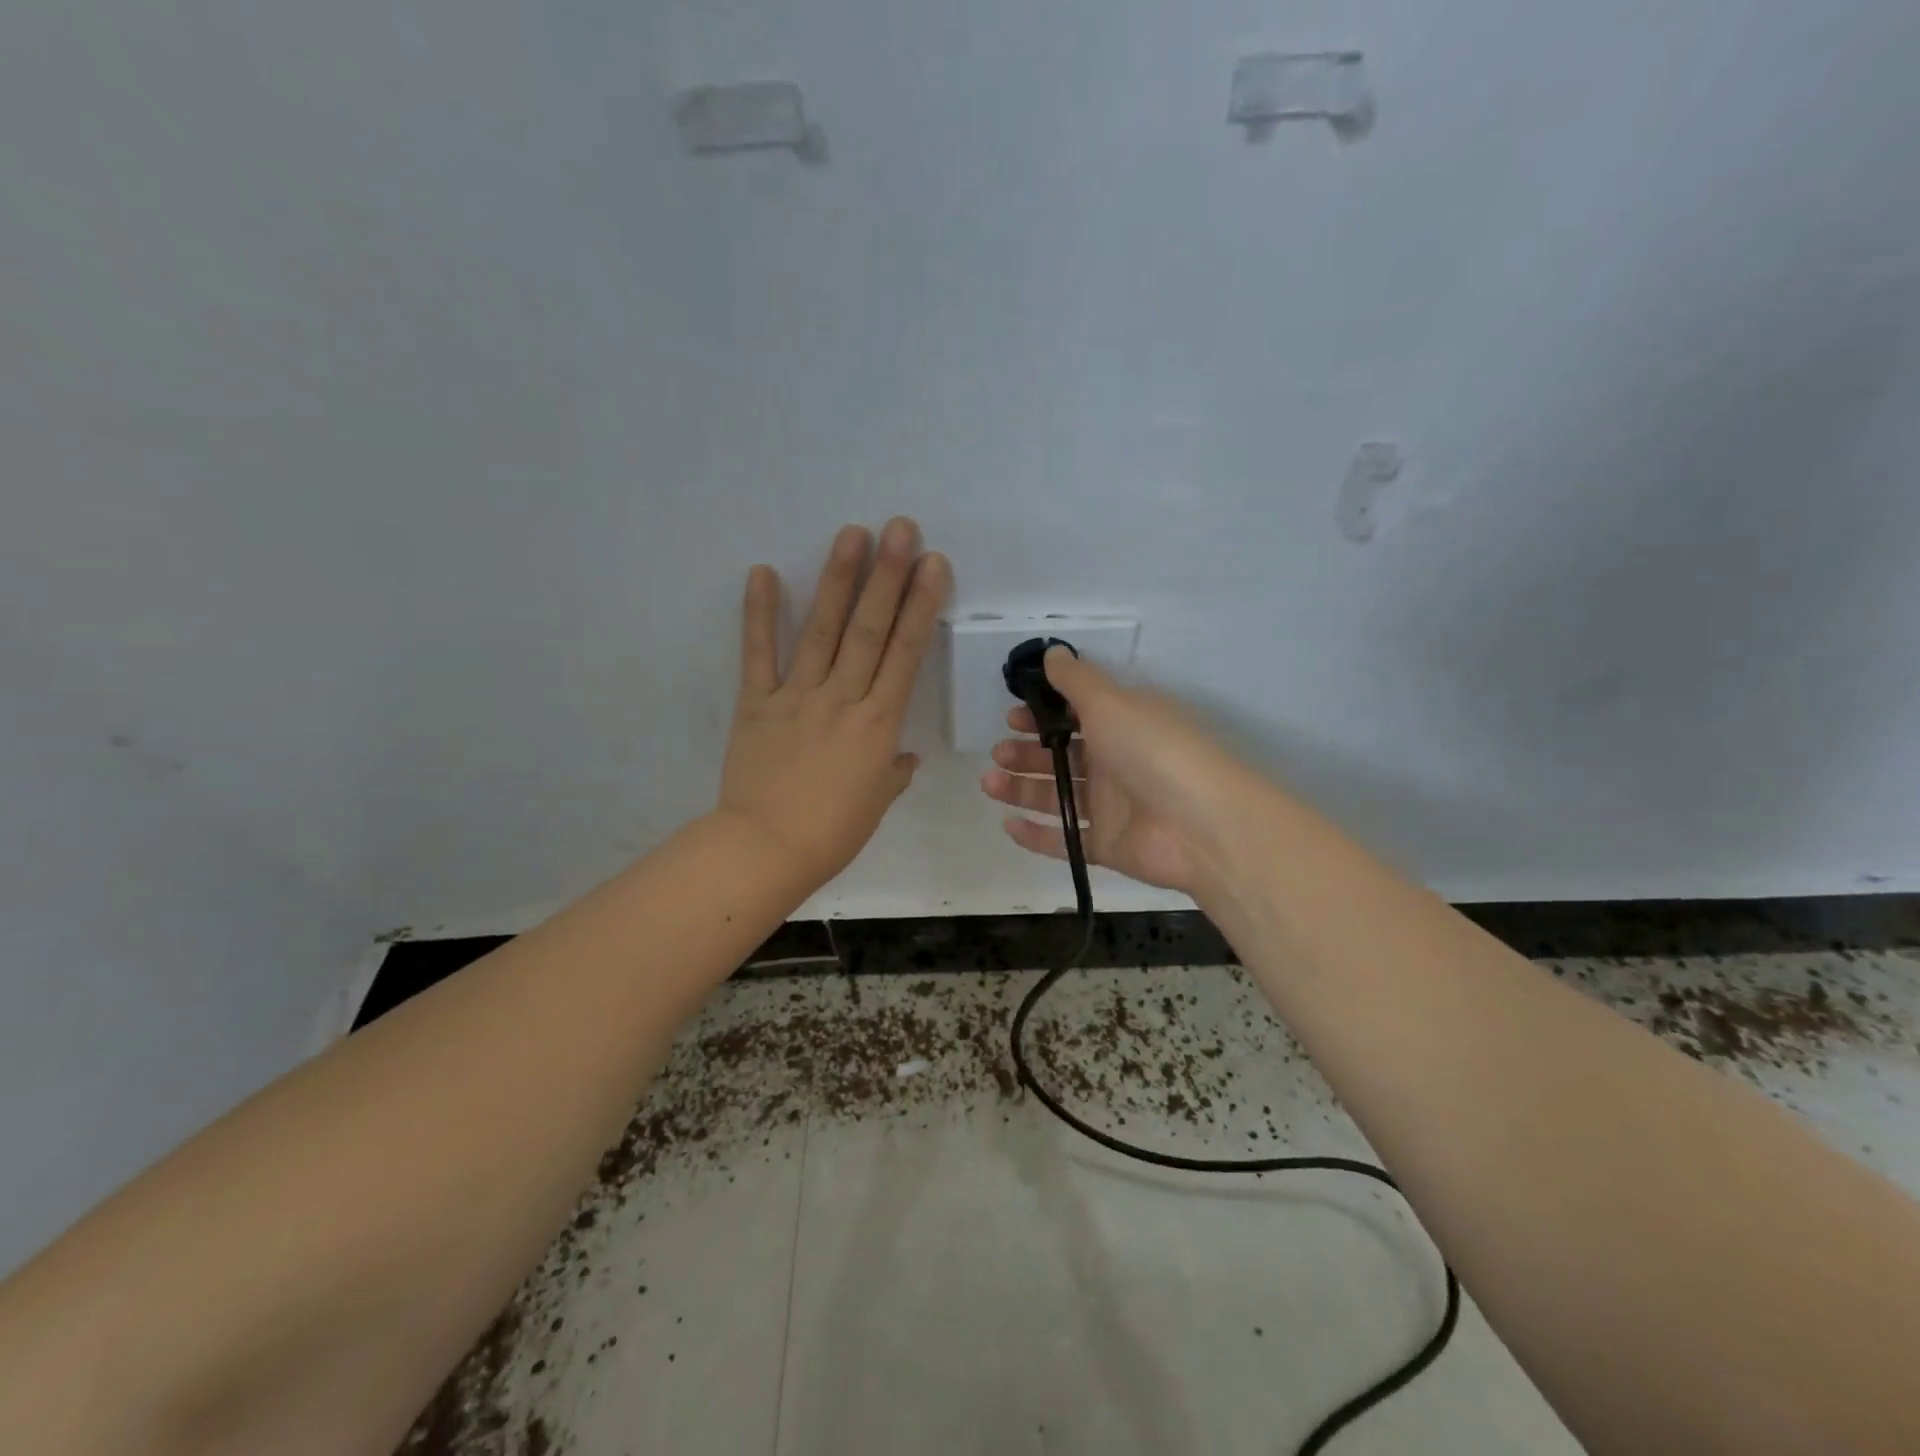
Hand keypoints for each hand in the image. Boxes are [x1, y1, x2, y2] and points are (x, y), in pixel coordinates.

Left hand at [718, 518, 949, 888]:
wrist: (766, 850)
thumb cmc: (832, 833)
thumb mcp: (876, 803)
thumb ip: (892, 771)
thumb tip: (900, 756)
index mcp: (878, 725)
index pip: (905, 654)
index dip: (921, 606)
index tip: (933, 565)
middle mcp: (842, 699)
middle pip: (869, 630)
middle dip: (887, 576)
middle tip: (899, 528)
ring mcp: (797, 697)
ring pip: (822, 631)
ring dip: (838, 580)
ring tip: (852, 534)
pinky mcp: (756, 703)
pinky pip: (757, 654)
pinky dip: (759, 614)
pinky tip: (763, 572)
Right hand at [980, 648, 1259, 897]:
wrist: (1200, 824)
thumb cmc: (1152, 750)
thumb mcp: (1111, 702)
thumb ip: (1076, 680)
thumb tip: (1052, 652)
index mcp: (1124, 724)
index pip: (1077, 716)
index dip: (1043, 715)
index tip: (1012, 716)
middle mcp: (1118, 762)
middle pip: (1063, 756)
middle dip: (1027, 752)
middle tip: (998, 752)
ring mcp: (1114, 807)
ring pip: (1059, 796)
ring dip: (1022, 788)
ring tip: (990, 782)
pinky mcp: (1109, 846)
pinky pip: (1066, 840)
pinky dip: (1037, 834)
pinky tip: (1008, 824)